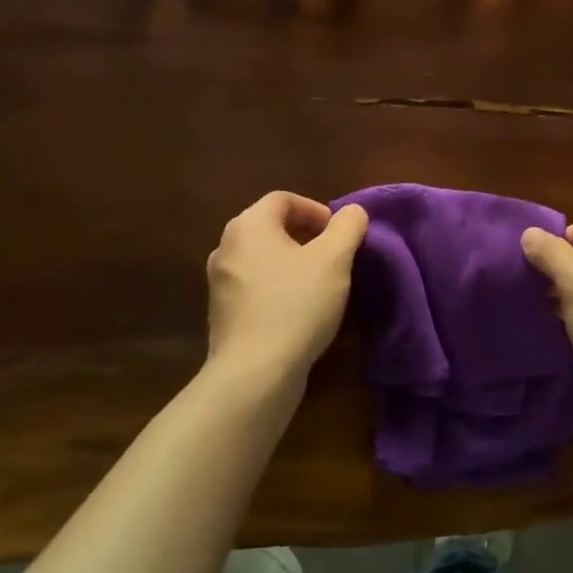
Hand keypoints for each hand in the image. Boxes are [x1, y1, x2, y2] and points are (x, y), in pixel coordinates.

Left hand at [206, 192, 367, 388]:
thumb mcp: (334, 260)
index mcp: (248, 226)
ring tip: (320, 284)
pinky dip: (278, 288)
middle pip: (271, 227)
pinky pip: (255, 287)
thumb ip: (347, 227)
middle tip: (334, 257)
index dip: (316, 209)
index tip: (339, 234)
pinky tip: (299, 311)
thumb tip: (352, 212)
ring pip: (263, 258)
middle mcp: (226, 247)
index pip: (284, 199)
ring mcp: (220, 282)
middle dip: (306, 236)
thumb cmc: (295, 305)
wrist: (254, 374)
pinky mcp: (222, 314)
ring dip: (293, 263)